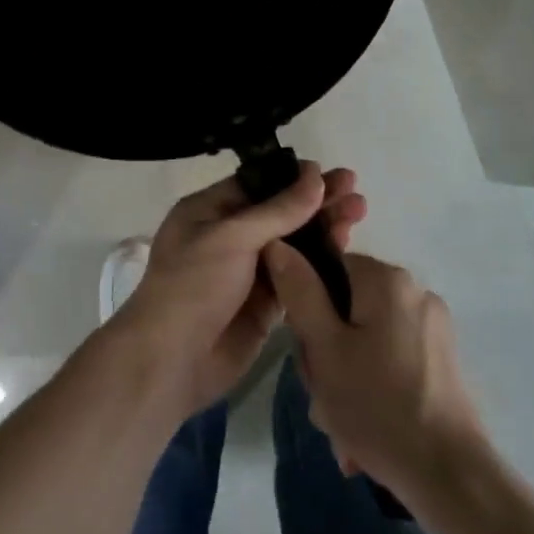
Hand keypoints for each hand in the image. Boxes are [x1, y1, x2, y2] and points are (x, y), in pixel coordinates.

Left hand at [110, 163, 366, 417]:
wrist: (173, 360)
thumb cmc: (194, 285)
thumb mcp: (232, 238)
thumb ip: (278, 210)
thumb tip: (315, 176)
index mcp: (209, 211)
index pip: (257, 185)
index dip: (294, 178)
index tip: (332, 174)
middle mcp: (229, 237)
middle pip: (280, 212)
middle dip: (316, 201)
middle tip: (356, 191)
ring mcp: (248, 272)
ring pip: (293, 244)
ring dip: (324, 229)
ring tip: (360, 212)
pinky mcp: (265, 305)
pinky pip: (297, 277)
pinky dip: (320, 264)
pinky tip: (348, 250)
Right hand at [265, 244, 488, 498]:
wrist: (450, 477)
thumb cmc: (377, 406)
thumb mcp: (323, 348)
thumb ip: (299, 292)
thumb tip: (277, 243)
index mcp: (387, 280)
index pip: (328, 270)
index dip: (307, 309)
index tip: (307, 353)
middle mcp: (415, 293)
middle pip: (346, 308)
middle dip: (327, 354)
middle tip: (323, 396)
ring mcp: (433, 329)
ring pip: (366, 340)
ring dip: (345, 378)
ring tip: (341, 424)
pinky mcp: (442, 362)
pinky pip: (390, 362)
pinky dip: (372, 388)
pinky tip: (364, 430)